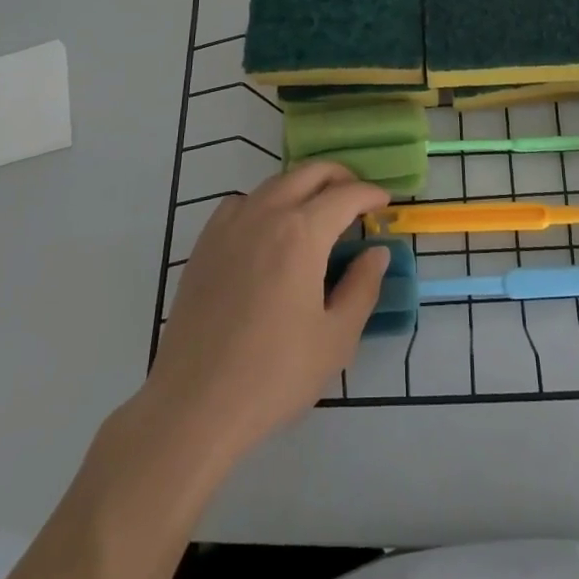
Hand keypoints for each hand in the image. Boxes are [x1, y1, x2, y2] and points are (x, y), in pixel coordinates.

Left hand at [145, 161, 390, 460]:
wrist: (194, 405)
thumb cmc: (274, 374)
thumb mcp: (336, 338)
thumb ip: (363, 287)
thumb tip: (376, 253)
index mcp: (302, 233)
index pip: (346, 195)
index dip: (370, 194)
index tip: (384, 203)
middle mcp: (266, 214)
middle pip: (310, 173)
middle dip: (340, 177)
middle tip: (357, 198)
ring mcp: (230, 225)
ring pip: (275, 183)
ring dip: (303, 186)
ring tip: (318, 211)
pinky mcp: (205, 244)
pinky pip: (242, 202)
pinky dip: (265, 201)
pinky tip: (268, 229)